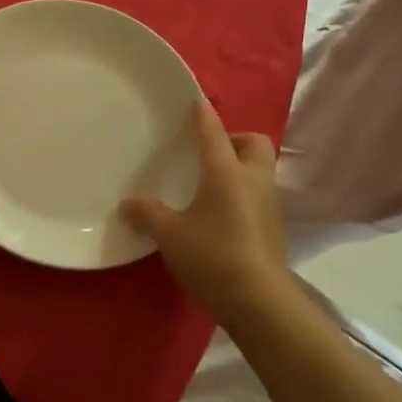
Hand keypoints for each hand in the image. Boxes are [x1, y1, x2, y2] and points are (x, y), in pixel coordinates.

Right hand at [121, 100, 290, 326]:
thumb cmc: (212, 256)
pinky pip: (257, 196)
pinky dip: (241, 195)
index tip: (195, 101)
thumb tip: (128, 203)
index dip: (203, 116)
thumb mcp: (170, 235)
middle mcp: (253, 181)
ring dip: (239, 168)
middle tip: (208, 154)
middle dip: (234, 140)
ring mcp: (269, 204)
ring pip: (258, 170)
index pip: (214, 133)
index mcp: (227, 173)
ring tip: (209, 186)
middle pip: (253, 143)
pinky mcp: (273, 228)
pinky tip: (219, 216)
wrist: (258, 300)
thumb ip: (148, 215)